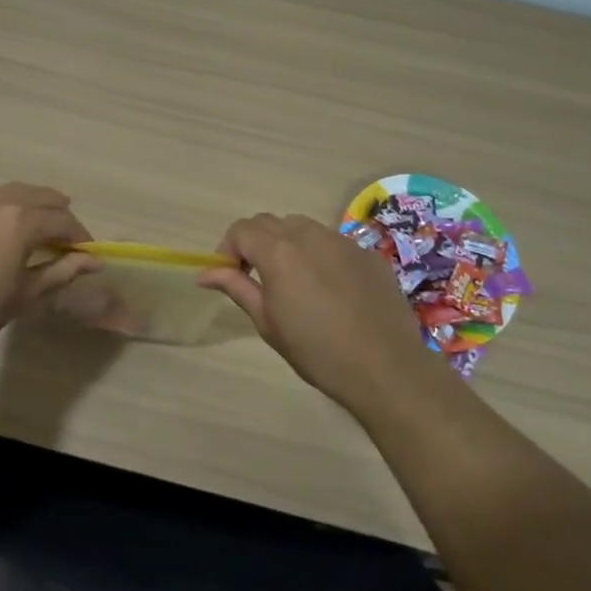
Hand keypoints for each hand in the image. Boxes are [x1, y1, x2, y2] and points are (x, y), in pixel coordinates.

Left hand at [0, 159, 99, 366]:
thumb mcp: (24, 295)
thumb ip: (61, 271)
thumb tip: (94, 260)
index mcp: (21, 223)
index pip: (62, 221)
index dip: (78, 235)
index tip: (85, 252)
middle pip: (38, 198)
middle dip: (57, 214)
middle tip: (64, 234)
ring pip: (4, 189)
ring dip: (25, 199)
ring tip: (36, 211)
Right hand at [198, 213, 435, 414]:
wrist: (386, 368)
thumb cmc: (317, 351)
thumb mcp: (268, 323)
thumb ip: (237, 288)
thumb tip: (205, 273)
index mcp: (278, 251)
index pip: (241, 229)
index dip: (228, 248)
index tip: (230, 275)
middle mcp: (309, 235)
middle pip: (270, 222)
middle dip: (255, 243)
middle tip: (256, 278)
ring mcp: (342, 241)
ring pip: (302, 227)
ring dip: (287, 244)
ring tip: (293, 280)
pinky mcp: (368, 254)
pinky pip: (333, 243)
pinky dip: (319, 255)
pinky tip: (329, 290)